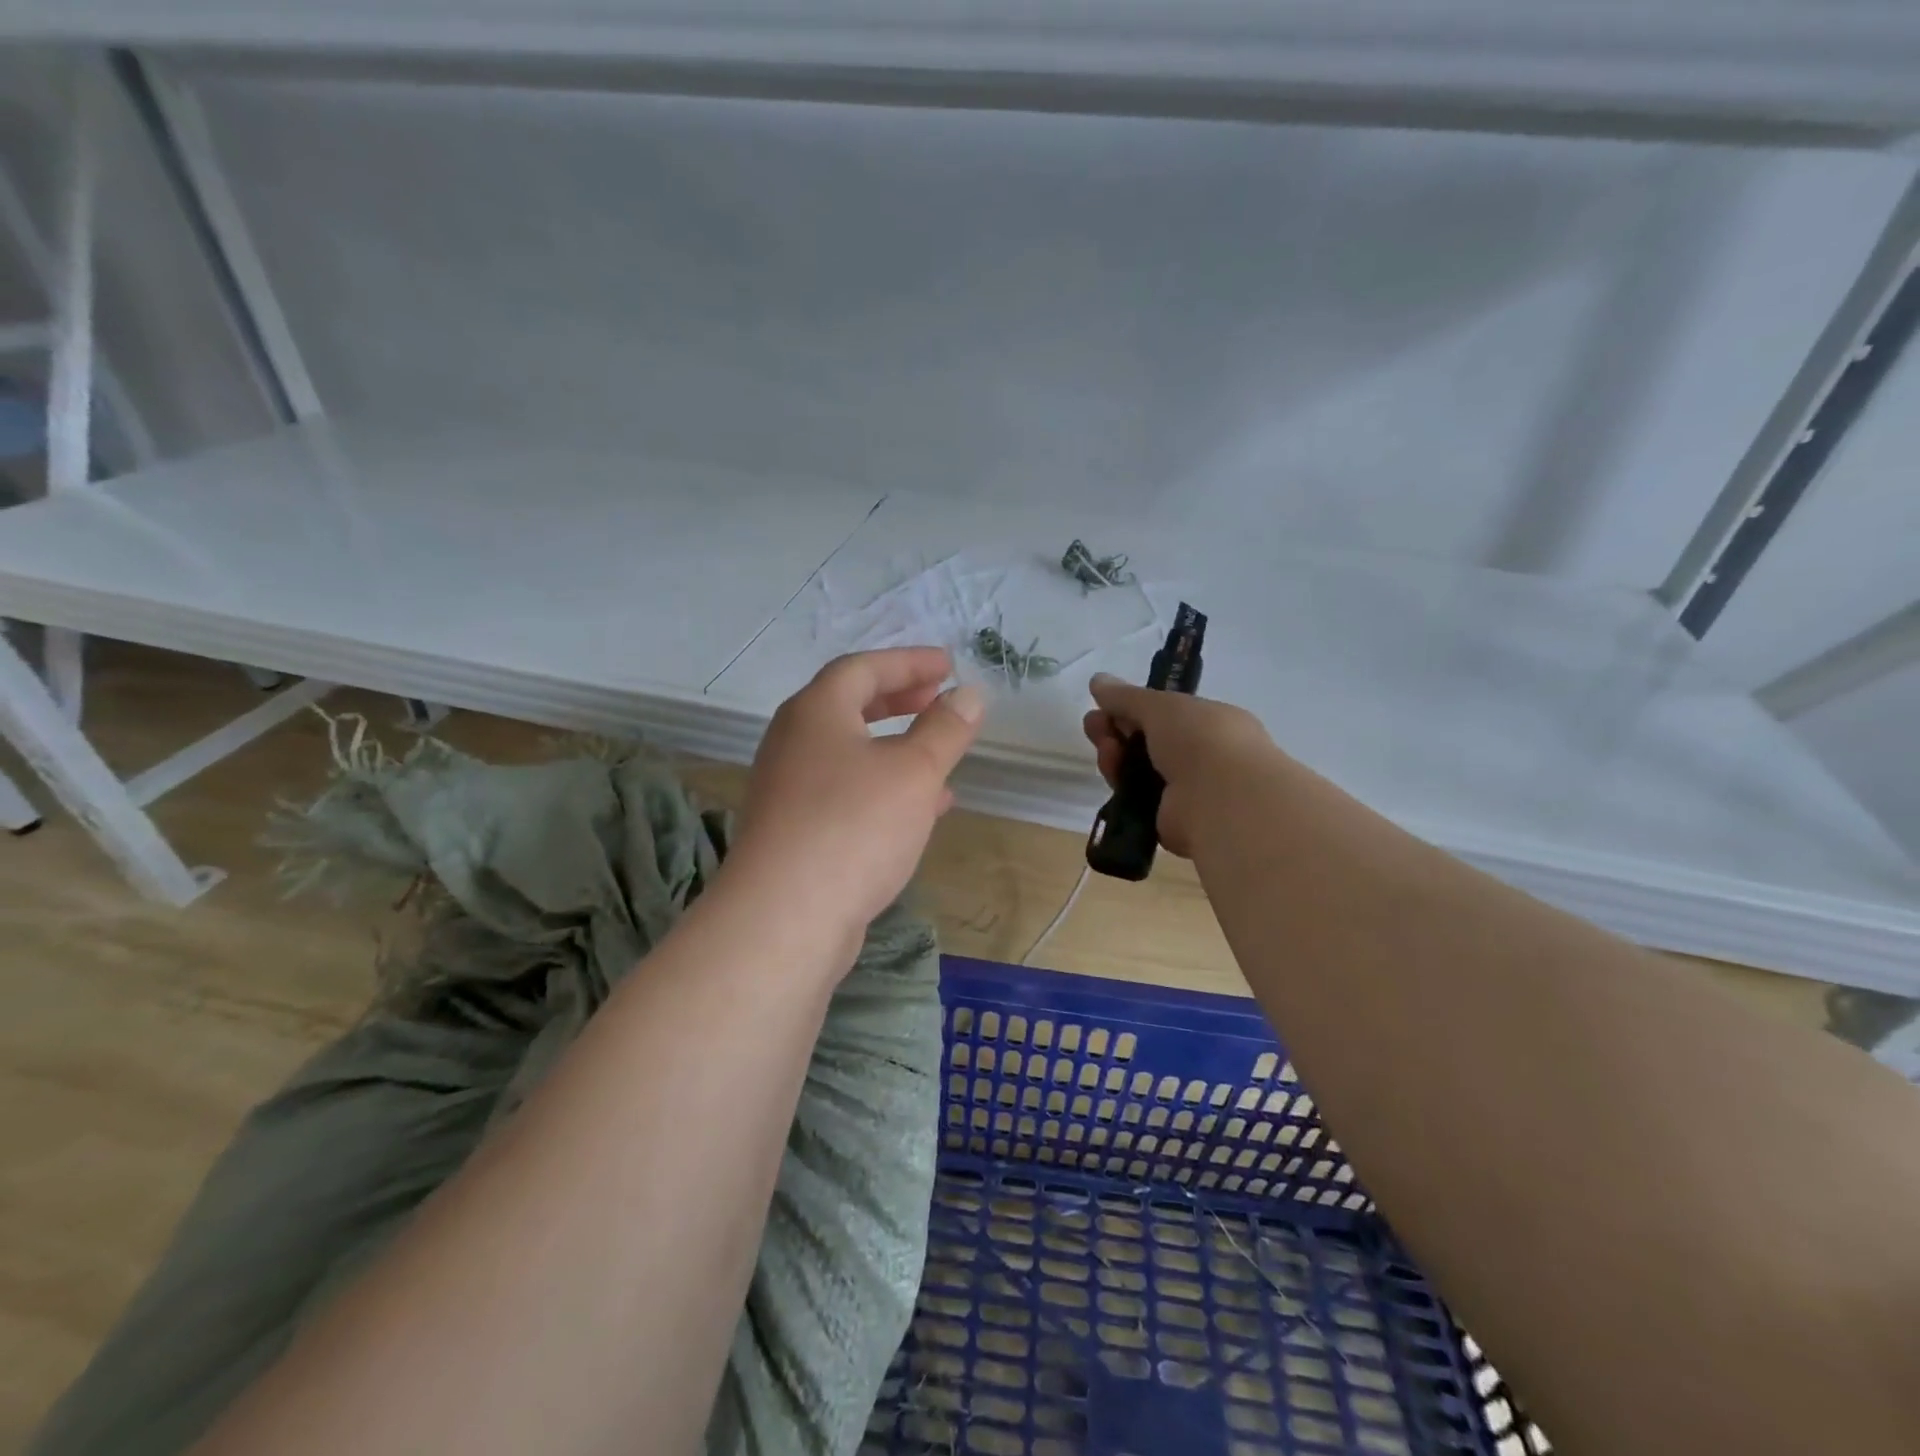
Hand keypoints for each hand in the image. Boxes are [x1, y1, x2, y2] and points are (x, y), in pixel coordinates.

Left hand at [730, 648, 985, 934]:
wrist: (785, 918)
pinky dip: (885, 788)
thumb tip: (969, 694)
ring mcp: (790, 789)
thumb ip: (945, 729)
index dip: (908, 662)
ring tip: (941, 755)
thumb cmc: (854, 826)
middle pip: (849, 706)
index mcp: (816, 712)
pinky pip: (848, 792)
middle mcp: (794, 743)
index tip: (949, 665)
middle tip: (938, 699)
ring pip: (851, 753)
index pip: (863, 668)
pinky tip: (922, 810)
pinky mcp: (795, 831)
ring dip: (897, 748)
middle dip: (899, 700)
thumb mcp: (914, 771)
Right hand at [1082, 673, 1271, 857]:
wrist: (1220, 798)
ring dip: (1116, 756)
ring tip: (1106, 749)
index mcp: (1211, 723)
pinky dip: (1122, 785)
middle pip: (1147, 742)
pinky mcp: (1169, 819)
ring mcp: (1187, 791)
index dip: (1132, 708)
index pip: (1165, 714)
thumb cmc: (1200, 739)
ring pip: (1138, 770)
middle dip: (1117, 731)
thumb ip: (1126, 696)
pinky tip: (1113, 774)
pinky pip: (1137, 798)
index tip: (1104, 705)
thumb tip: (1097, 680)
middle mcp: (1202, 756)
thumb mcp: (1160, 705)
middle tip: (1092, 726)